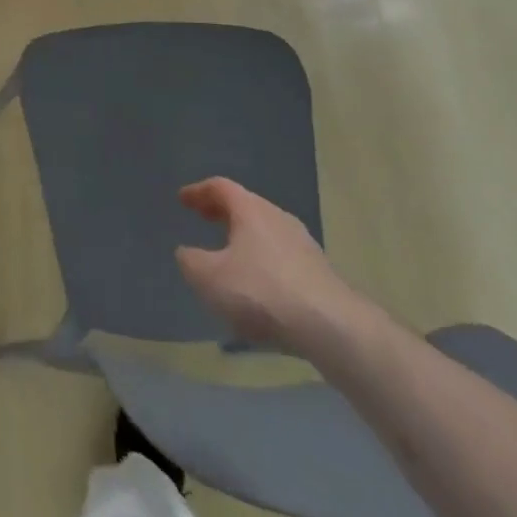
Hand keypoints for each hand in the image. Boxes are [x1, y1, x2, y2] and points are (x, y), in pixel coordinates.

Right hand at [175, 178, 361, 355]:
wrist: (333, 328)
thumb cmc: (262, 291)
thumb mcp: (209, 277)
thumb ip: (191, 261)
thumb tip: (186, 252)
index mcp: (250, 209)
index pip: (220, 187)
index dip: (198, 191)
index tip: (182, 199)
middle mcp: (278, 218)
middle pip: (246, 206)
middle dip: (222, 212)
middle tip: (203, 218)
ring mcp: (304, 245)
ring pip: (266, 232)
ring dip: (244, 238)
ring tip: (229, 255)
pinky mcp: (320, 274)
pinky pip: (282, 257)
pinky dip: (263, 261)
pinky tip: (258, 286)